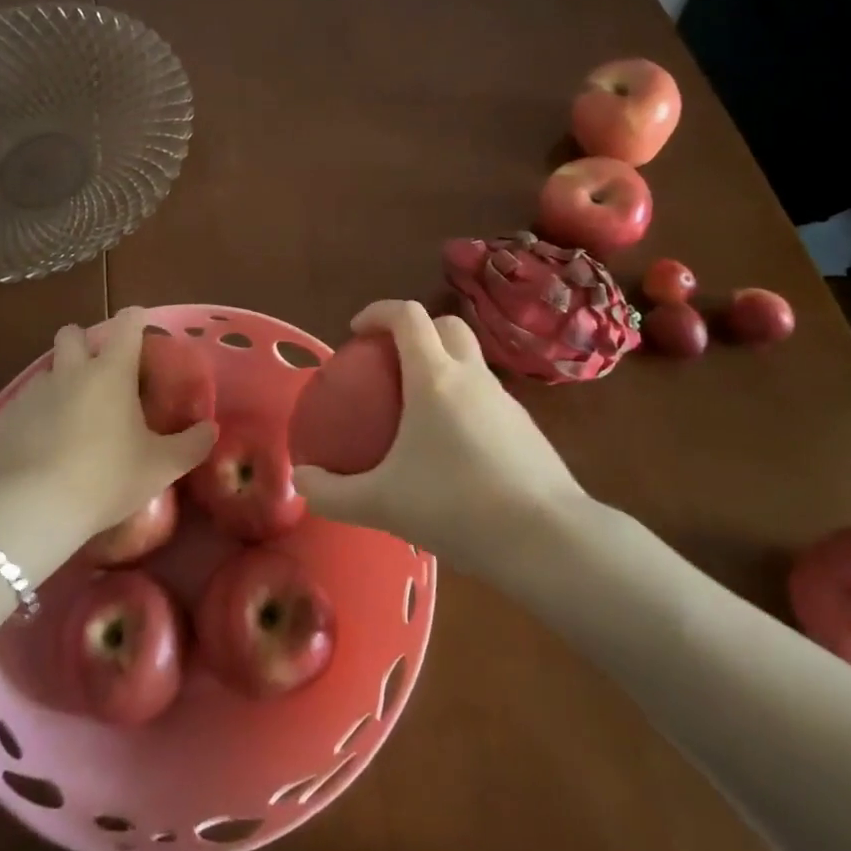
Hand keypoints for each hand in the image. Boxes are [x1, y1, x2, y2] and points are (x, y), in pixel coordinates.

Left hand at [0, 307, 215, 547]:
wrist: (33, 507)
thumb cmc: (106, 478)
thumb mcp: (161, 466)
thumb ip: (191, 444)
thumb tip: (210, 429)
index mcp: (111, 372)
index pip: (127, 324)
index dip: (136, 320)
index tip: (141, 329)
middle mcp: (70, 371)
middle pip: (72, 333)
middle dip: (84, 342)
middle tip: (100, 373)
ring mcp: (34, 392)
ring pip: (48, 370)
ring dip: (61, 382)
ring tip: (73, 419)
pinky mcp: (7, 417)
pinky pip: (25, 405)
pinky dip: (37, 416)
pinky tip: (44, 447)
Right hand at [292, 300, 590, 578]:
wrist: (549, 539)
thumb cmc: (458, 506)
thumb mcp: (383, 504)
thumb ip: (333, 494)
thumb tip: (301, 481)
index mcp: (435, 377)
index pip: (407, 315)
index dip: (377, 311)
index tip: (356, 331)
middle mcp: (472, 376)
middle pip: (445, 325)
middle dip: (415, 330)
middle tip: (388, 362)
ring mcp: (506, 400)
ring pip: (470, 360)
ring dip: (442, 365)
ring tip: (417, 409)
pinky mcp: (526, 427)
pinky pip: (487, 396)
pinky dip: (464, 400)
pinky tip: (453, 448)